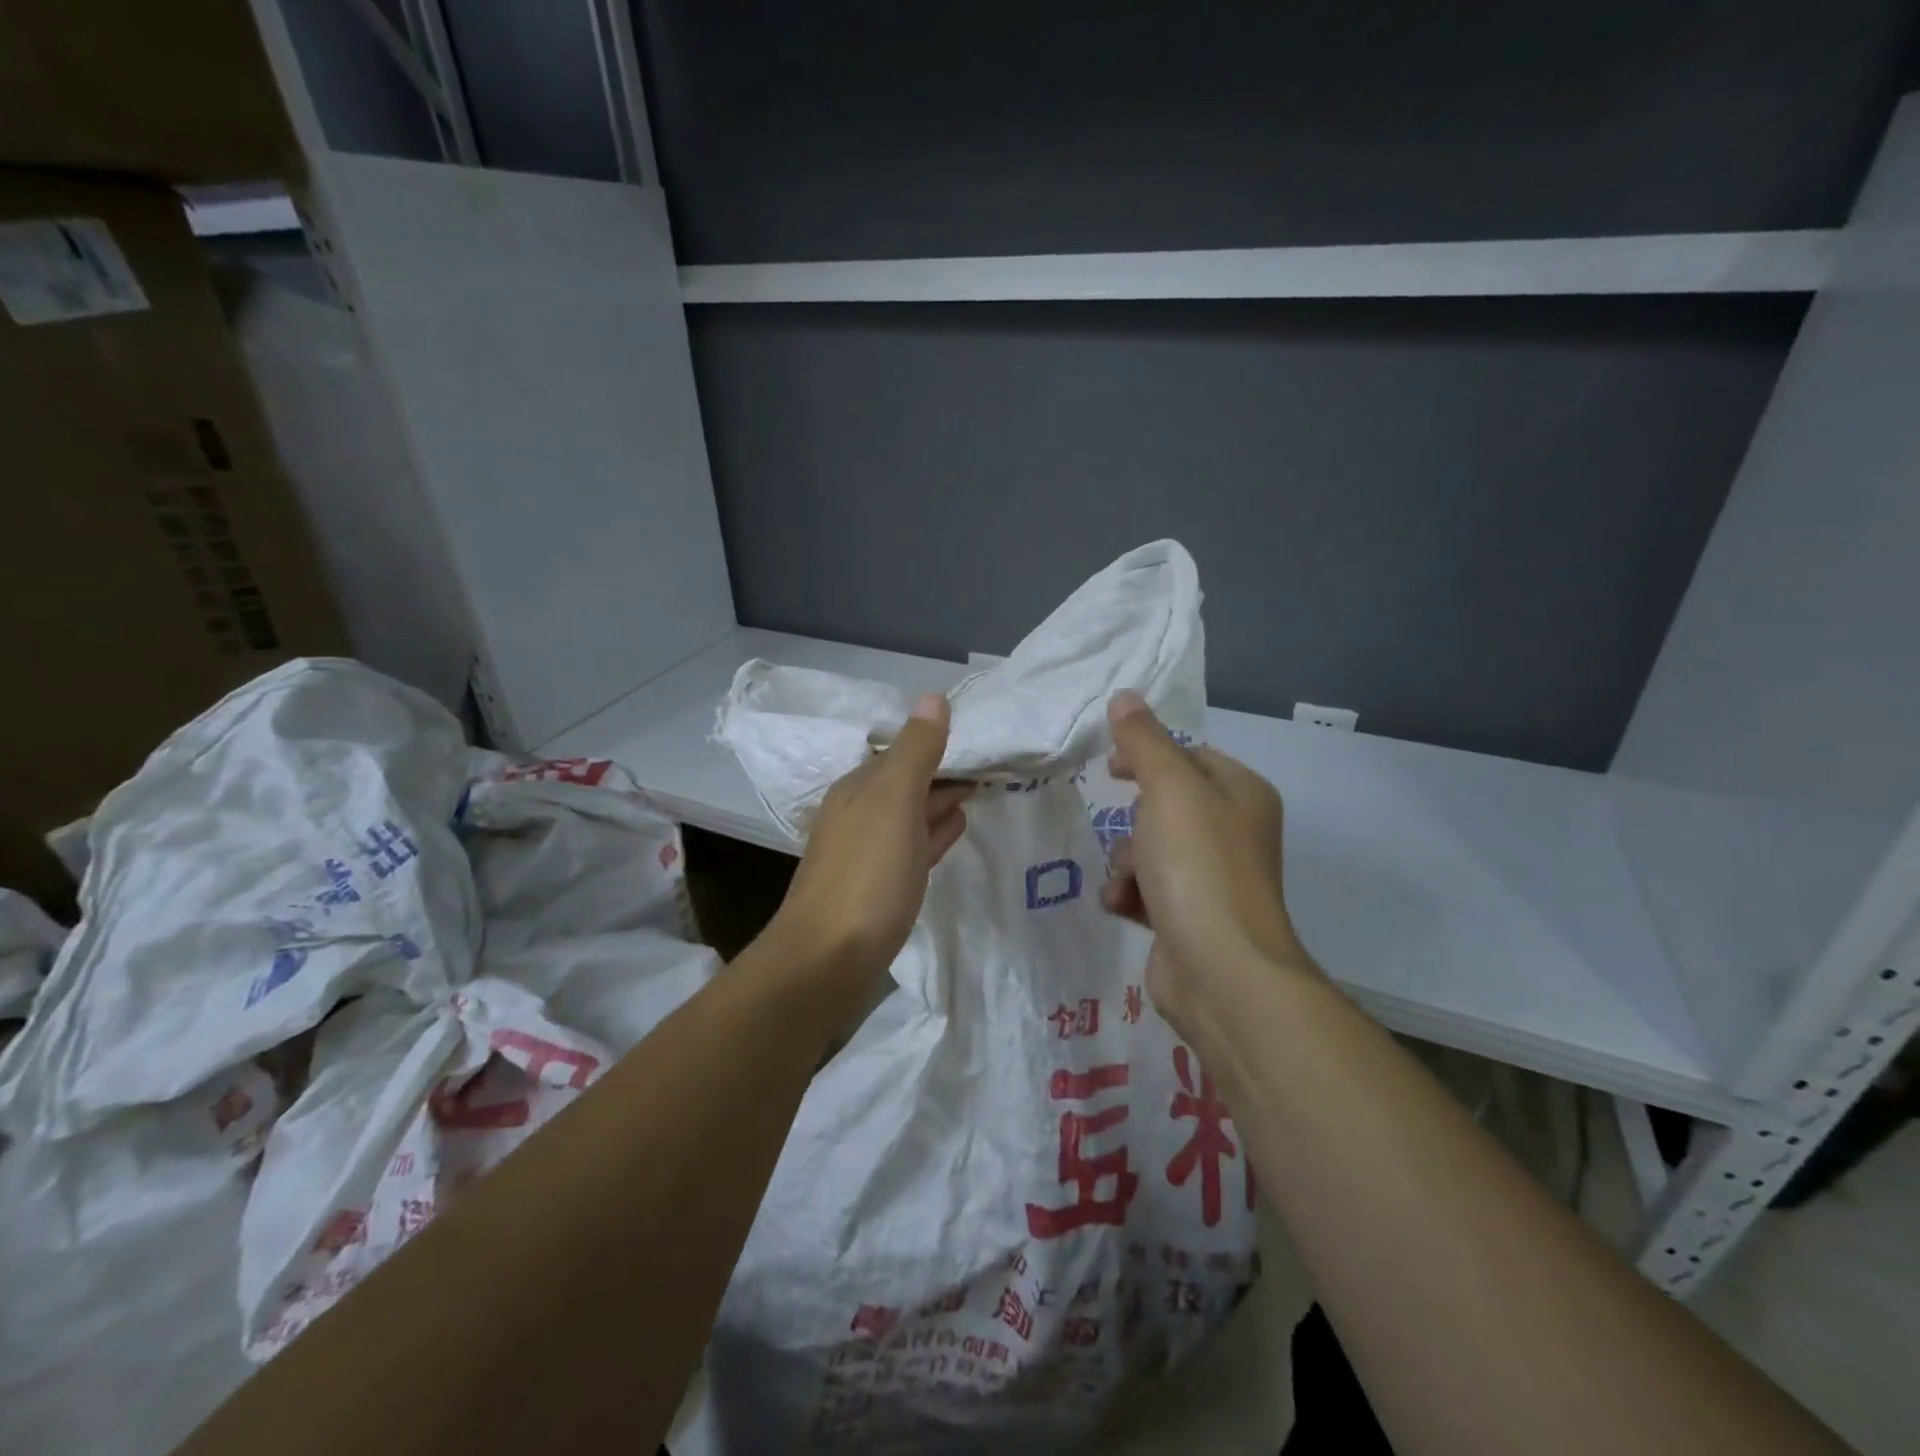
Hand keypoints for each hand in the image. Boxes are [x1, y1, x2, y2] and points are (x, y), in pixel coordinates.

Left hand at [768, 693, 972, 986]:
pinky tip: (953, 832)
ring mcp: (867, 853)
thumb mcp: (893, 802)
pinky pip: (912, 848)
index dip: (942, 745)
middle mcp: (859, 814)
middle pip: (908, 783)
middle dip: (944, 772)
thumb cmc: (865, 876)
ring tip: (977, 795)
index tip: (984, 742)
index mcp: (859, 788)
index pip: (905, 752)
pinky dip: (933, 834)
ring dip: (940, 802)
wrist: (826, 962)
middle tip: (991, 767)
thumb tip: (932, 696)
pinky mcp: (878, 888)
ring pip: (910, 816)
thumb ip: (915, 750)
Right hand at [1100, 691, 1312, 1029]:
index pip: (1189, 756)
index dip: (1147, 755)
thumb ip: (1144, 741)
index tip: (1110, 767)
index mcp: (1241, 794)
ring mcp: (1212, 878)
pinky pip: (1148, 888)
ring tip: (1127, 880)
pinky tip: (1123, 906)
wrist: (1222, 971)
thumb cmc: (1199, 866)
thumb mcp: (1169, 789)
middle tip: (1127, 831)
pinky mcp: (1190, 917)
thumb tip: (1125, 696)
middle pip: (1165, 805)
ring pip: (1150, 848)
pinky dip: (1130, 893)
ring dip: (1126, 861)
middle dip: (1133, 820)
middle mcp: (1233, 832)